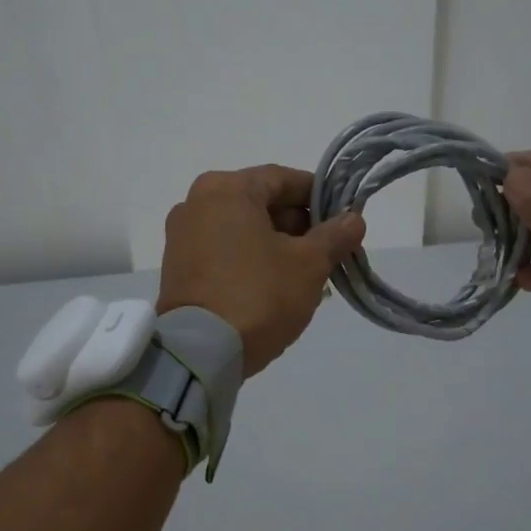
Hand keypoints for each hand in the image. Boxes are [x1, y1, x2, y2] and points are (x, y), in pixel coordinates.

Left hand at [158, 165, 366, 376]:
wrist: (201, 351)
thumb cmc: (259, 294)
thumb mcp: (308, 265)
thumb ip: (334, 236)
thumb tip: (353, 219)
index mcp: (226, 189)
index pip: (283, 179)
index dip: (318, 197)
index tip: (343, 220)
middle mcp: (196, 203)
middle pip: (260, 204)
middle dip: (298, 227)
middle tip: (328, 254)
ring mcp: (181, 237)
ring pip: (242, 231)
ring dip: (276, 247)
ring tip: (306, 276)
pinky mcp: (177, 269)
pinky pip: (223, 253)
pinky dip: (250, 262)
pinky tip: (275, 287)